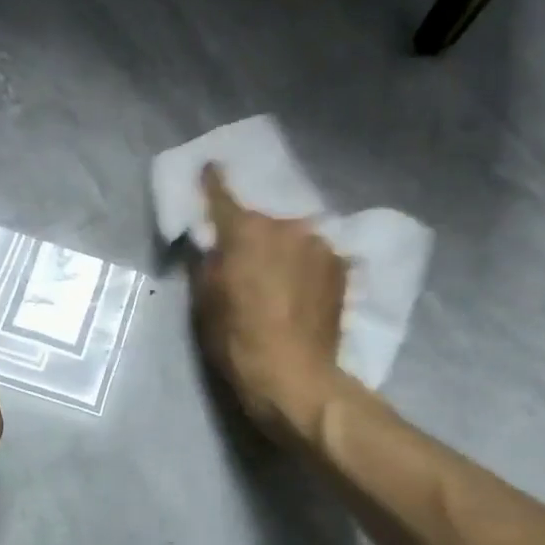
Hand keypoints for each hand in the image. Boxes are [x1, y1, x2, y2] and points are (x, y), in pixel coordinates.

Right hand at [194, 163, 348, 442]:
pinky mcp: (340, 266)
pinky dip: (304, 262)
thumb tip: (213, 244)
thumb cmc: (238, 340)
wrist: (295, 376)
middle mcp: (285, 226)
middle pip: (263, 219)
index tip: (211, 167)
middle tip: (247, 254)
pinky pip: (314, 254)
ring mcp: (319, 244)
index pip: (223, 193)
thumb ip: (207, 262)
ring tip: (278, 275)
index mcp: (245, 231)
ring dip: (283, 246)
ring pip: (292, 235)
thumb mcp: (205, 302)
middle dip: (253, 231)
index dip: (213, 180)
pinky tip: (300, 287)